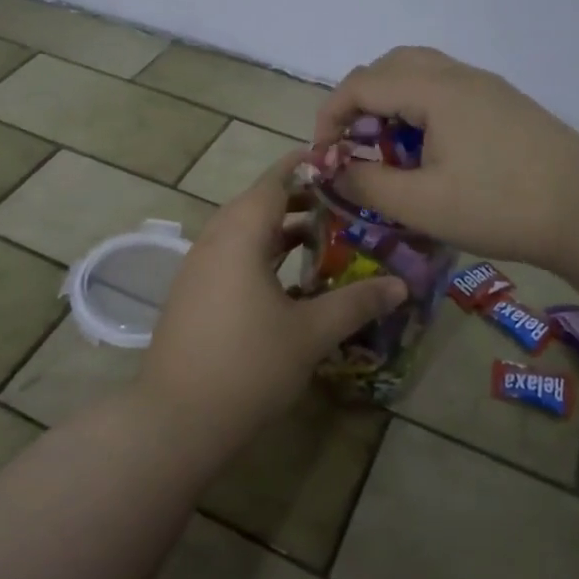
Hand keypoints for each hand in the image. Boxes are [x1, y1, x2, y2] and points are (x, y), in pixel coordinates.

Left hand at [139, 155, 405, 443]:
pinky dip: (261, 255)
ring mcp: (198, 267)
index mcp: (240, 233)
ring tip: (323, 238)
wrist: (177, 417)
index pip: (274, 181)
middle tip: (343, 204)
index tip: (340, 162)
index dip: (306, 167)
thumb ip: (356, 303)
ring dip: (280, 231)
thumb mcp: (310, 333)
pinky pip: (232, 257)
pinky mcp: (193, 293)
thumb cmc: (249, 365)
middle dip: (299, 200)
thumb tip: (401, 285)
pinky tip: (290, 281)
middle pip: (258, 204)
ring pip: (243, 233)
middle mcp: (214, 239)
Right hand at [315, 46, 578, 266]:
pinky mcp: (504, 103)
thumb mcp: (422, 204)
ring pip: (419, 72)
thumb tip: (334, 170)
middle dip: (358, 101)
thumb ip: (367, 183)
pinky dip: (418, 107)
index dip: (331, 116)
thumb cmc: (501, 207)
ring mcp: (486, 86)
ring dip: (389, 101)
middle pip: (388, 65)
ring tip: (387, 147)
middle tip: (353, 144)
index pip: (361, 84)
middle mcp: (459, 75)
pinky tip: (428, 150)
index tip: (325, 156)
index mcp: (435, 90)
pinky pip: (445, 88)